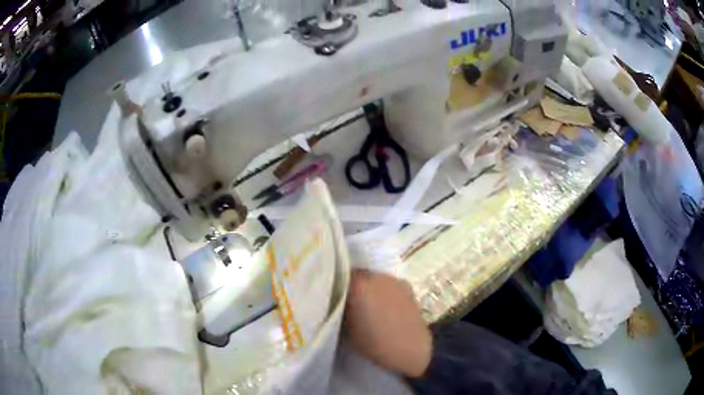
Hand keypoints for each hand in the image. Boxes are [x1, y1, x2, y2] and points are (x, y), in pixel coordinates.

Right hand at [343, 270, 431, 377]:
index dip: (333, 287)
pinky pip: (387, 285)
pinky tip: (383, 308)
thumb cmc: (374, 342)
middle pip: (356, 275)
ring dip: (368, 288)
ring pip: (373, 279)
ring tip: (366, 306)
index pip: (338, 276)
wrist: (411, 348)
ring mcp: (393, 279)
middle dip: (351, 286)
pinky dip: (382, 292)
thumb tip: (336, 300)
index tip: (331, 298)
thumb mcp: (346, 327)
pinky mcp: (406, 286)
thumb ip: (339, 308)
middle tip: (347, 303)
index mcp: (357, 283)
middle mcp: (375, 275)